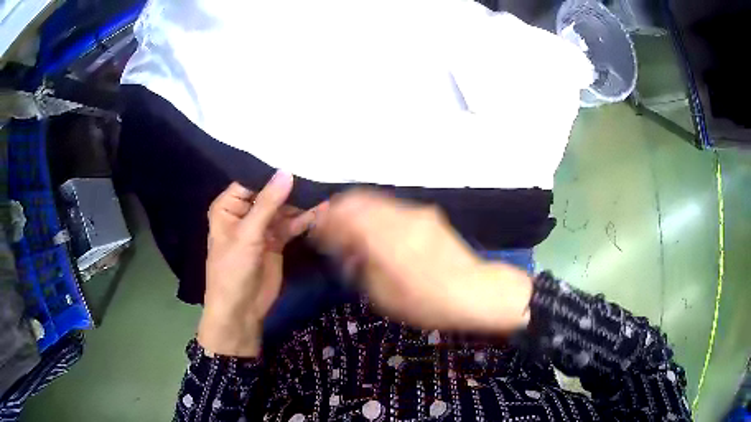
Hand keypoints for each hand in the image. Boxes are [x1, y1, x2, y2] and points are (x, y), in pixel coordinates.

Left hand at [198, 171, 323, 356]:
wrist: (241, 310)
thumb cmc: (232, 270)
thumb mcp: (247, 235)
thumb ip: (267, 203)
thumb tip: (286, 172)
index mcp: (228, 207)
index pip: (251, 180)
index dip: (271, 170)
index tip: (297, 155)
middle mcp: (244, 213)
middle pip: (270, 193)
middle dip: (291, 186)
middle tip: (317, 169)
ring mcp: (262, 227)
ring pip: (283, 209)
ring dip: (301, 202)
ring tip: (324, 187)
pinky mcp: (276, 241)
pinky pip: (291, 225)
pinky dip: (304, 219)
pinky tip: (321, 209)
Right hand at [312, 190, 532, 333]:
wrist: (475, 291)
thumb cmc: (427, 303)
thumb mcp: (384, 296)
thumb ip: (361, 268)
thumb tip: (348, 252)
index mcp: (384, 239)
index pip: (343, 216)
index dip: (324, 221)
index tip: (315, 231)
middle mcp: (398, 218)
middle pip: (357, 200)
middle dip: (337, 210)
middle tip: (328, 227)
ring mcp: (415, 213)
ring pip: (375, 200)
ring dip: (356, 210)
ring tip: (349, 229)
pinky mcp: (427, 215)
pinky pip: (392, 207)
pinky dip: (375, 214)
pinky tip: (375, 231)